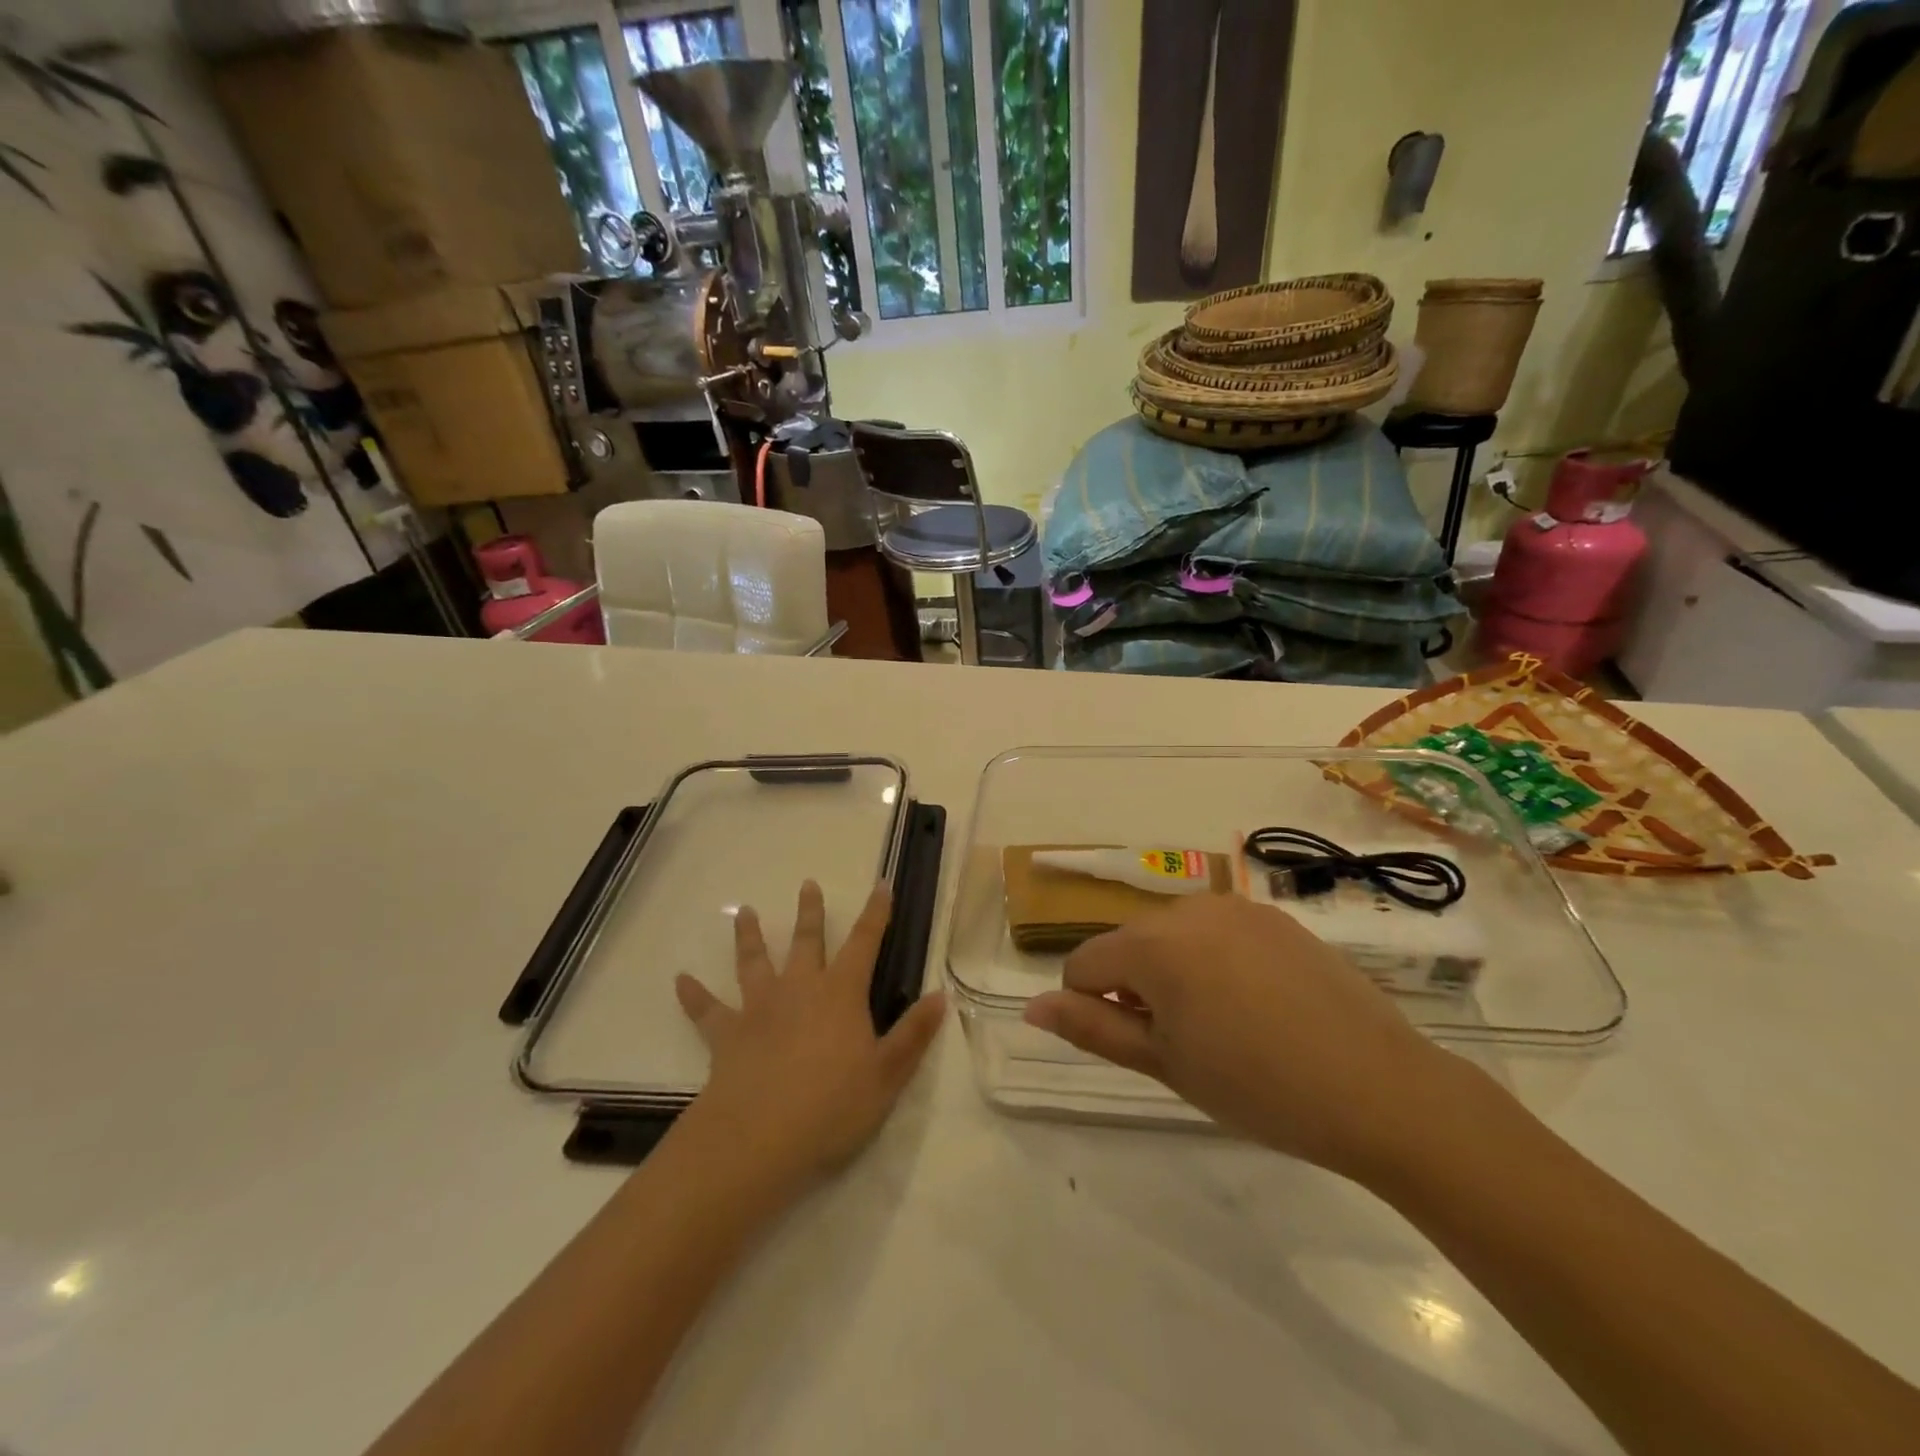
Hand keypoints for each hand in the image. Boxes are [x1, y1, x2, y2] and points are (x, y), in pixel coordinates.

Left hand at [675, 881, 945, 1195]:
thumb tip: (940, 995)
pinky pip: (707, 1011)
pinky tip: (680, 980)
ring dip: (750, 937)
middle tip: (807, 884)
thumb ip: (913, 1034)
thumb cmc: (832, 1106)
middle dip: (810, 913)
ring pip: (755, 963)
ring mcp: (759, 1009)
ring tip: (745, 912)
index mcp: (841, 994)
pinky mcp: (727, 1036)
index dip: (876, 913)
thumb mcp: (887, 1075)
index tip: (882, 884)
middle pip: (807, 942)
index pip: (865, 942)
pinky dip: (693, 995)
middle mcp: (800, 989)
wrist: (759, 1138)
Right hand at [1024, 893, 1463, 1181]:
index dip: (1092, 1007)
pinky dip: (1217, 961)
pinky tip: (1259, 1006)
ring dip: (1176, 972)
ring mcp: (1237, 907)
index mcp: (1152, 943)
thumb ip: (1090, 1028)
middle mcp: (1187, 908)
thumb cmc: (1257, 1087)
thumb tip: (1032, 1007)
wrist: (1380, 1089)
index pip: (1084, 964)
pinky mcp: (1276, 917)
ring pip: (1173, 937)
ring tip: (1224, 1025)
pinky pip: (1219, 933)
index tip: (1134, 1045)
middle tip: (1184, 1044)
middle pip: (1130, 945)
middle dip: (1137, 987)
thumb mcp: (1164, 1064)